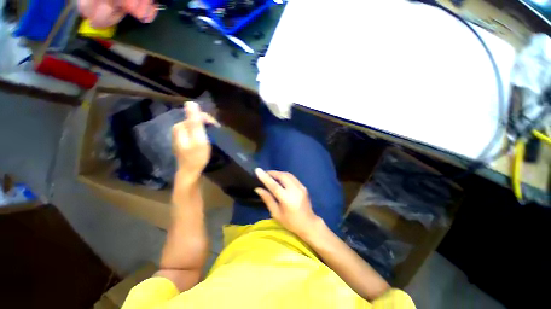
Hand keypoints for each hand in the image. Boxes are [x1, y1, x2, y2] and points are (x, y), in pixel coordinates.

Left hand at [172, 102, 216, 180]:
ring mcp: (181, 136)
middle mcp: (178, 129)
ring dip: (206, 129)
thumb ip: (195, 121)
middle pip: (195, 120)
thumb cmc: (196, 156)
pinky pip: (195, 132)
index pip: (196, 115)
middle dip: (207, 124)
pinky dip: (203, 134)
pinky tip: (207, 140)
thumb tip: (190, 103)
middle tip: (216, 133)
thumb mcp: (198, 138)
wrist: (190, 172)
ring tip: (214, 136)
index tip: (217, 128)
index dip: (208, 120)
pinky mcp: (185, 141)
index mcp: (180, 127)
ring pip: (196, 126)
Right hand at [254, 169, 320, 236]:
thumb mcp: (276, 214)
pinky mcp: (303, 186)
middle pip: (282, 176)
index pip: (274, 185)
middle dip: (272, 173)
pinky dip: (284, 176)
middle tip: (264, 174)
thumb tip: (258, 189)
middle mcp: (295, 190)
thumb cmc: (291, 222)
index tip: (257, 170)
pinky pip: (292, 177)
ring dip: (278, 173)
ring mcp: (301, 187)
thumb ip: (268, 199)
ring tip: (270, 175)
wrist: (309, 224)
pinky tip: (280, 179)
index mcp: (287, 199)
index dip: (265, 177)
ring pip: (288, 175)